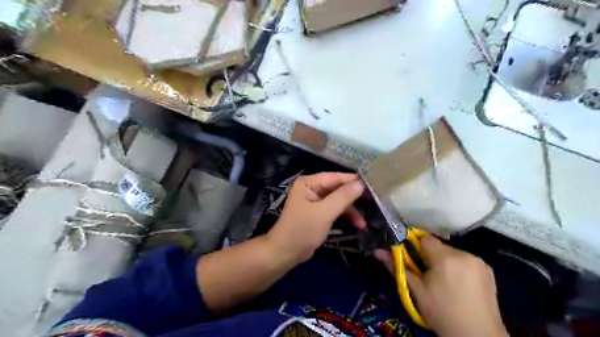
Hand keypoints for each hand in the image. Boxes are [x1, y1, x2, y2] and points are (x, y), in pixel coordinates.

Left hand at [268, 172, 365, 264]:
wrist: (285, 253)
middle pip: (338, 188)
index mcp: (309, 183)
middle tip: (373, 203)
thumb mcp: (324, 213)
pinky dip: (345, 216)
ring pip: (338, 200)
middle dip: (353, 198)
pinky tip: (357, 225)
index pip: (335, 177)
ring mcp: (315, 200)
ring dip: (351, 210)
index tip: (373, 185)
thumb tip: (360, 184)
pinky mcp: (318, 212)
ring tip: (363, 223)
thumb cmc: (302, 230)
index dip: (353, 181)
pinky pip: (335, 209)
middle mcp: (311, 188)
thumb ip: (342, 197)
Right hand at [376, 237, 507, 336]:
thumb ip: (397, 267)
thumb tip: (377, 251)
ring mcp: (479, 262)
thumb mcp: (415, 291)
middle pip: (439, 246)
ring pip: (452, 253)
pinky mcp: (488, 270)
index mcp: (445, 258)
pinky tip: (459, 286)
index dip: (416, 247)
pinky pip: (466, 261)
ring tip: (444, 283)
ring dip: (445, 262)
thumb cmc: (441, 313)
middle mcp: (464, 254)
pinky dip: (459, 268)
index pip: (425, 239)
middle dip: (430, 257)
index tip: (413, 261)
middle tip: (428, 277)